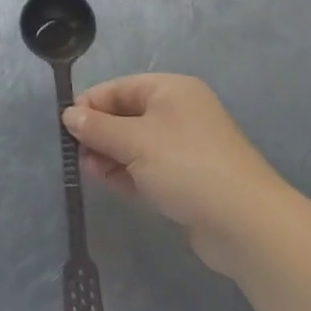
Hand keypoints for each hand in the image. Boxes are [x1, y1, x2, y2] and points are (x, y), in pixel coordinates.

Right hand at [61, 74, 285, 274]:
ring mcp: (185, 146)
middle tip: (77, 155)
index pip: (118, 88)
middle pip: (125, 115)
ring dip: (110, 155)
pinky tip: (110, 184)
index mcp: (170, 90)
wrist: (244, 223)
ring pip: (134, 144)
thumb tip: (69, 115)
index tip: (65, 129)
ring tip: (91, 173)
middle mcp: (179, 112)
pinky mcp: (187, 177)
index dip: (89, 105)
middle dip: (99, 133)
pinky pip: (147, 167)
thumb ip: (97, 127)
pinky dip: (128, 173)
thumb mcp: (133, 141)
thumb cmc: (185, 166)